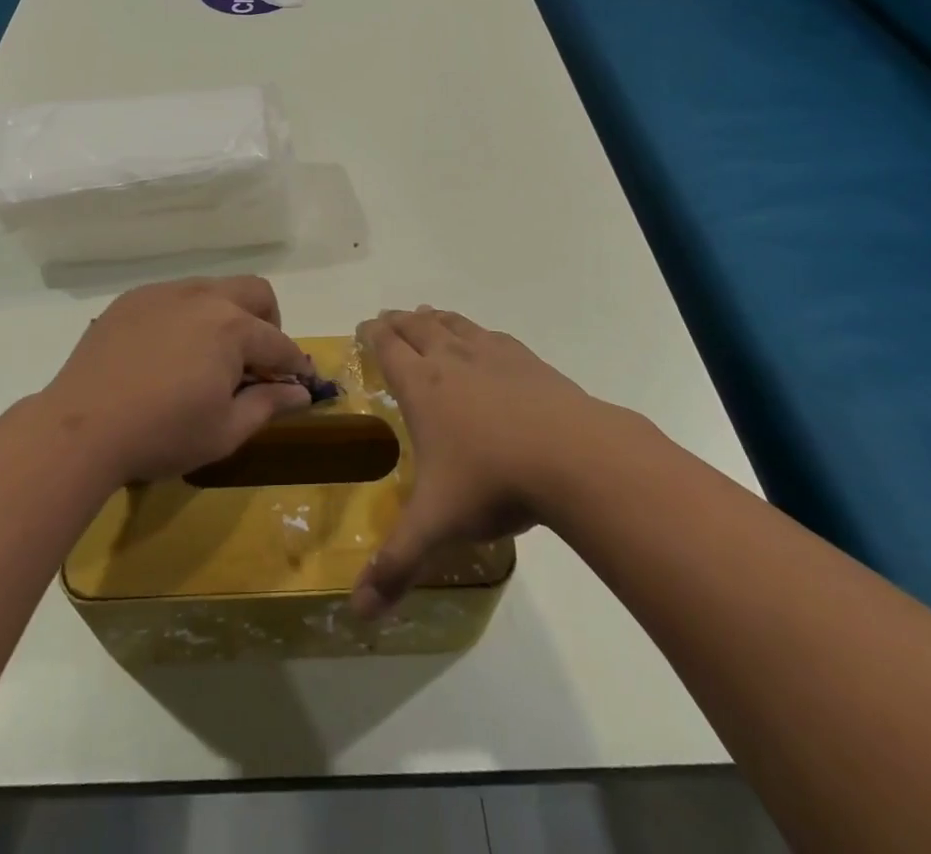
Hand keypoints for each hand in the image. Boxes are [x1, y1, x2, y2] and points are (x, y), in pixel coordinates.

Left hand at [41, 277, 314, 486]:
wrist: (81, 428)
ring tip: (210, 355)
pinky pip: (175, 296)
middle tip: (256, 361)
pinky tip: (169, 351)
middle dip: (268, 322)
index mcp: (233, 328)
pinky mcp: (133, 299)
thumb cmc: (162, 434)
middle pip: (255, 292)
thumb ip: (268, 404)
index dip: (294, 365)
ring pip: (214, 288)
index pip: (279, 343)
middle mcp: (204, 297)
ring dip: (227, 314)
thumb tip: (300, 393)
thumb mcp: (225, 431)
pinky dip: (188, 316)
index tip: (299, 383)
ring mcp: (165, 293)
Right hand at [352, 307, 593, 615]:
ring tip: (427, 316)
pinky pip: (491, 335)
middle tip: (388, 318)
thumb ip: (396, 565)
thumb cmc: (493, 482)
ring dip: (435, 318)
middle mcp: (452, 360)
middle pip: (418, 327)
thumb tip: (356, 615)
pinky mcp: (528, 361)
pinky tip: (483, 340)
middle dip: (399, 321)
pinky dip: (475, 331)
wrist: (574, 456)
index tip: (364, 326)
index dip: (372, 334)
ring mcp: (492, 355)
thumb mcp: (437, 526)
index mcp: (422, 387)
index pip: (388, 348)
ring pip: (454, 324)